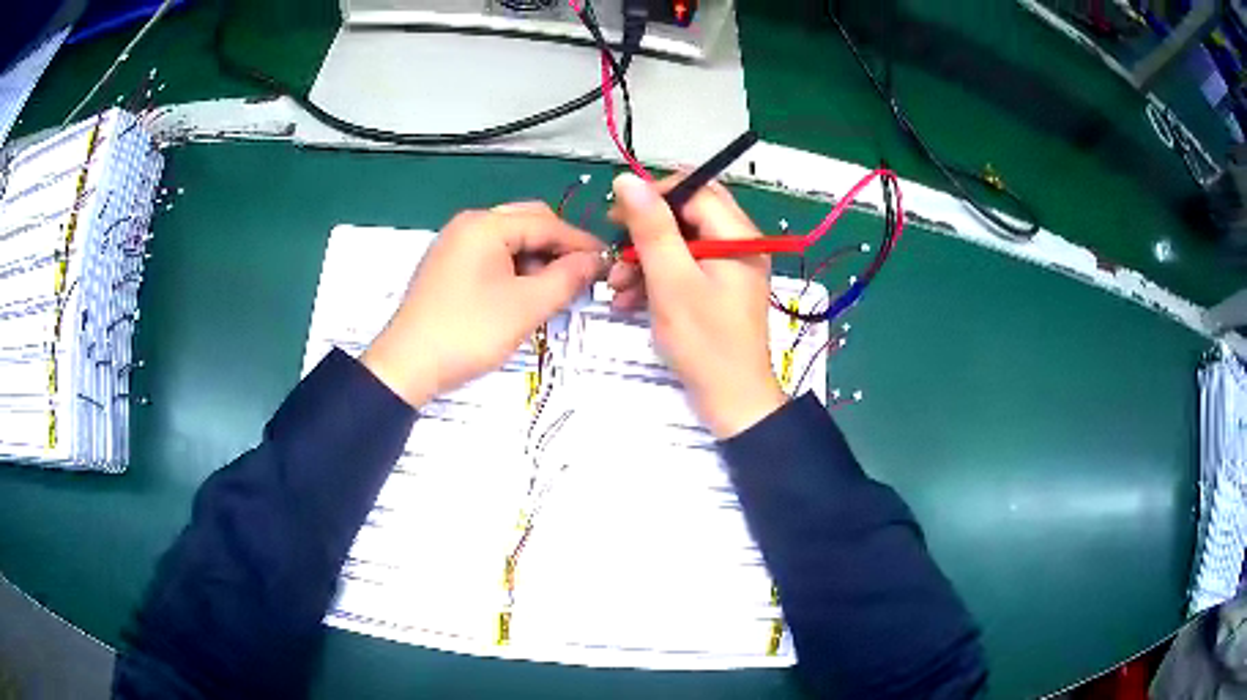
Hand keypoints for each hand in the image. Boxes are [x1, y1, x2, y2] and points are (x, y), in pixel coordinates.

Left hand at [362, 203, 603, 406]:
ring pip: (510, 240)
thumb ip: (567, 278)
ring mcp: (455, 244)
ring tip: (552, 292)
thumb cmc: (468, 332)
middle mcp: (469, 224)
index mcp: (486, 224)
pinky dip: (514, 269)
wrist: (407, 366)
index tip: (608, 264)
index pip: (547, 223)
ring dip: (536, 259)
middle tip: (581, 278)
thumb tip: (595, 260)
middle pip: (528, 223)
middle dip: (558, 248)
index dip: (581, 243)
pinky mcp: (448, 266)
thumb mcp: (526, 307)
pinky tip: (524, 295)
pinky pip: (492, 255)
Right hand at [607, 174, 785, 438]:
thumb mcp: (671, 281)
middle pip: (686, 215)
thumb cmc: (704, 342)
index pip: (695, 189)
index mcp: (738, 236)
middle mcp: (738, 245)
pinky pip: (684, 269)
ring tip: (617, 288)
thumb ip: (651, 227)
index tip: (617, 216)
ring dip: (645, 260)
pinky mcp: (718, 290)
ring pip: (681, 244)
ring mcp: (729, 269)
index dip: (653, 196)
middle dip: (646, 232)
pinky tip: (630, 301)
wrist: (731, 402)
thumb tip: (627, 179)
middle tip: (615, 251)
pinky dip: (656, 279)